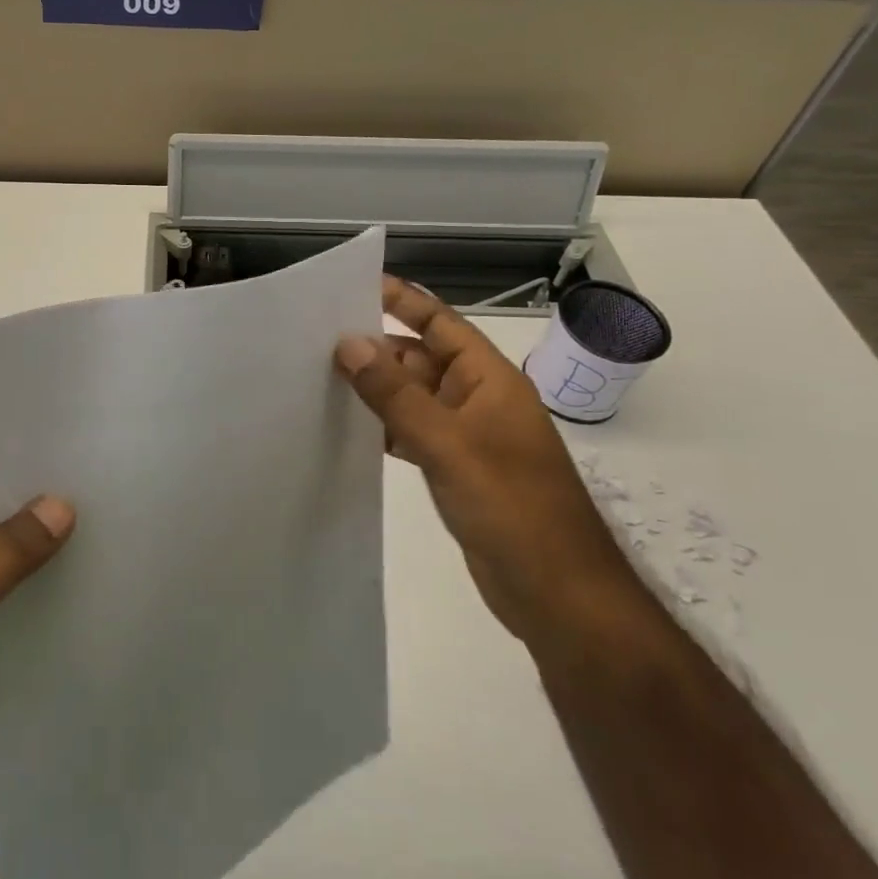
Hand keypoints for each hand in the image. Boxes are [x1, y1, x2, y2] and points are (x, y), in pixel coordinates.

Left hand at [0, 483, 75, 821]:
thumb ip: (2, 553)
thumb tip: (63, 502)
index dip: (26, 463)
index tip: (81, 456)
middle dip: (42, 504)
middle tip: (106, 490)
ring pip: (4, 550)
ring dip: (42, 546)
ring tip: (107, 528)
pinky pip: (6, 589)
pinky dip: (35, 584)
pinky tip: (80, 580)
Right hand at [335, 276, 641, 656]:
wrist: (559, 595)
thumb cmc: (512, 507)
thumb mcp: (448, 444)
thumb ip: (396, 394)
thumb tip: (348, 343)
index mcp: (489, 380)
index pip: (442, 323)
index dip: (403, 300)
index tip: (357, 283)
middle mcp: (479, 400)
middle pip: (422, 358)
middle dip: (377, 346)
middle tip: (318, 337)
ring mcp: (468, 437)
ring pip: (414, 397)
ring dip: (377, 388)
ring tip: (321, 376)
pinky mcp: (456, 470)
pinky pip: (413, 433)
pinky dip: (384, 426)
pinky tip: (349, 428)